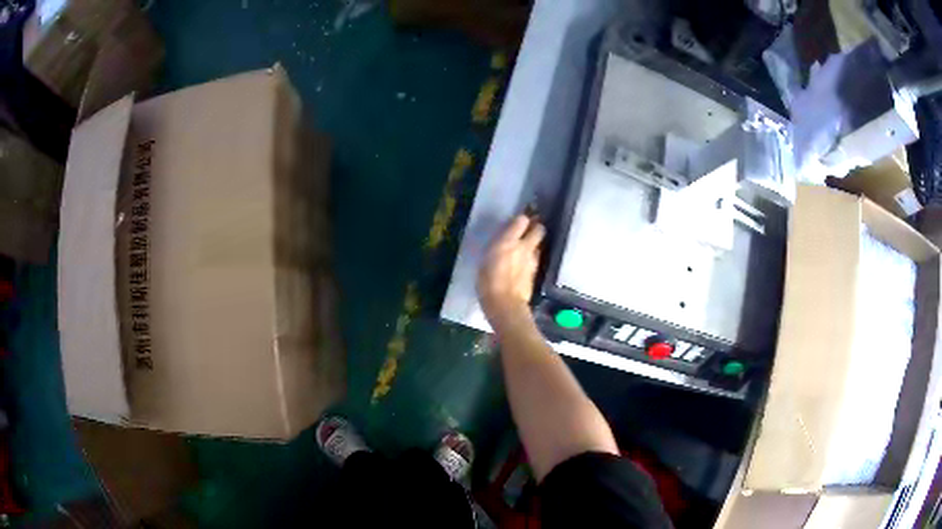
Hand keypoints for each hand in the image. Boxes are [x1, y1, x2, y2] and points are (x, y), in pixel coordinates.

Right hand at [478, 215, 544, 324]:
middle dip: (536, 227)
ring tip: (527, 247)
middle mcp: (524, 247)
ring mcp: (532, 259)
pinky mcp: (536, 272)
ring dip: (535, 243)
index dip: (521, 220)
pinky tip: (526, 263)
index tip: (517, 222)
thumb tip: (502, 244)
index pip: (522, 220)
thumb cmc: (488, 282)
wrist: (505, 304)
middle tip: (528, 230)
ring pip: (540, 243)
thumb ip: (497, 248)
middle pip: (539, 229)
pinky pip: (537, 258)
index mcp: (508, 241)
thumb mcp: (485, 260)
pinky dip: (533, 257)